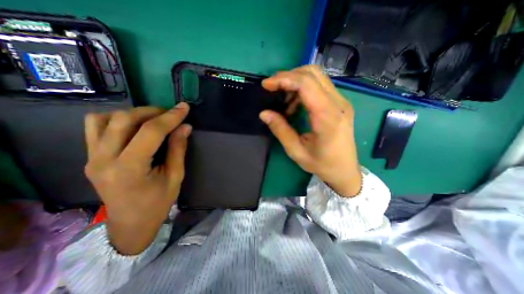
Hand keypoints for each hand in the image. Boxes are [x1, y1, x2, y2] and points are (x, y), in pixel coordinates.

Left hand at [85, 104, 190, 254]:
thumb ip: (178, 149)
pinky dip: (116, 119)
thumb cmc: (158, 203)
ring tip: (153, 119)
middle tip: (171, 114)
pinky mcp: (90, 157)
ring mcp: (92, 157)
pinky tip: (133, 126)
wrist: (130, 224)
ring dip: (133, 113)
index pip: (151, 131)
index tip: (184, 107)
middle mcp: (104, 159)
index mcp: (130, 168)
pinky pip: (95, 127)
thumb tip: (185, 127)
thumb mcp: (175, 176)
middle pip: (125, 119)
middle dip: (153, 111)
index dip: (171, 117)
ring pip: (105, 118)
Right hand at [261, 65, 360, 196]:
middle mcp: (338, 104)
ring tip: (283, 100)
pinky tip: (295, 104)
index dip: (284, 79)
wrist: (345, 170)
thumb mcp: (296, 151)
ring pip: (317, 77)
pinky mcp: (340, 103)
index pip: (306, 84)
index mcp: (327, 117)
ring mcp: (342, 102)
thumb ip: (280, 130)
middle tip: (273, 88)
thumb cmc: (322, 164)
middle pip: (313, 73)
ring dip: (296, 82)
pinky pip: (320, 86)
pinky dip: (304, 89)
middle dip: (289, 76)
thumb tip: (264, 113)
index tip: (266, 85)